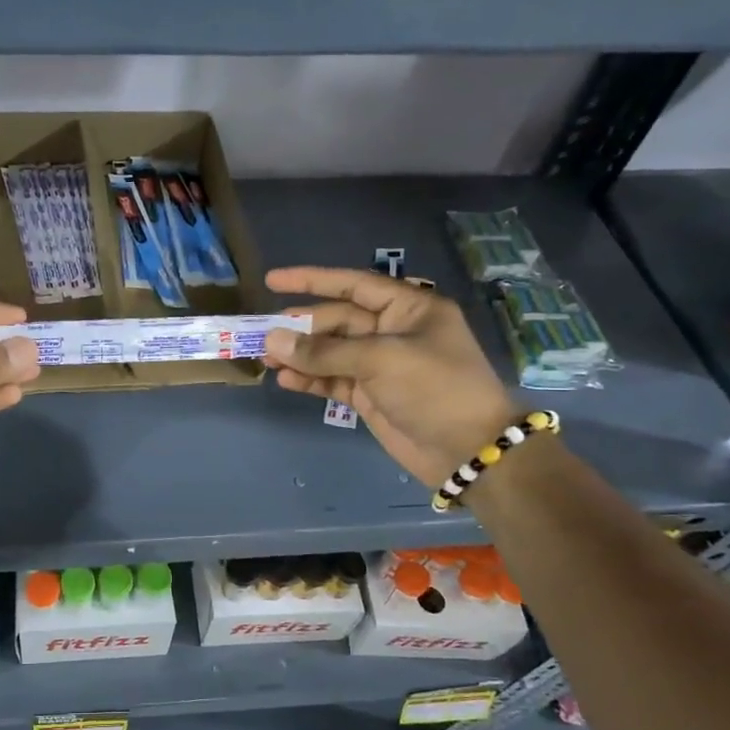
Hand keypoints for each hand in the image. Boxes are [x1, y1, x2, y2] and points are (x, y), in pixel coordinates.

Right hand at [265, 266, 519, 488]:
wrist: (467, 449)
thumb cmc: (434, 388)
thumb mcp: (380, 360)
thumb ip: (323, 351)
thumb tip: (272, 341)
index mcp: (408, 308)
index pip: (353, 285)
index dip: (312, 280)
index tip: (273, 281)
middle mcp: (393, 331)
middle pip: (336, 320)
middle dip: (300, 328)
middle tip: (263, 337)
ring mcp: (380, 365)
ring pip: (330, 352)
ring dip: (300, 356)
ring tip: (267, 361)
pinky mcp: (370, 395)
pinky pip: (332, 380)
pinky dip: (310, 380)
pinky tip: (287, 381)